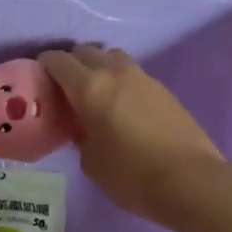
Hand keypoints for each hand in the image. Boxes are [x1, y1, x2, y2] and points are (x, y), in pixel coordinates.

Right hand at [39, 45, 222, 220]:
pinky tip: (124, 106)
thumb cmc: (131, 174)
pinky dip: (122, 81)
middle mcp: (114, 73)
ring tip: (97, 92)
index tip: (40, 77)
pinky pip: (134, 74)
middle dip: (72, 63)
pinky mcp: (164, 90)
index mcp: (89, 87)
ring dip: (101, 67)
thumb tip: (85, 127)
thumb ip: (81, 135)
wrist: (190, 180)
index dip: (45, 65)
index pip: (58, 61)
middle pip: (87, 51)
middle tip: (66, 86)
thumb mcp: (91, 161)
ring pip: (113, 58)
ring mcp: (143, 78)